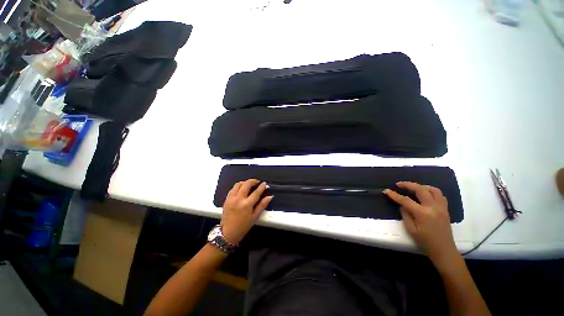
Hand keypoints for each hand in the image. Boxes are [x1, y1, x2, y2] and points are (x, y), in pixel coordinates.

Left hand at [221, 179, 272, 244]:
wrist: (228, 233)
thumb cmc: (243, 226)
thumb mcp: (255, 217)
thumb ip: (262, 205)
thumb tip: (269, 197)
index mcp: (247, 205)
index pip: (256, 192)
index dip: (261, 187)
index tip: (264, 183)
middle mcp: (238, 199)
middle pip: (246, 184)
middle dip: (253, 181)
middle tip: (257, 182)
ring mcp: (231, 198)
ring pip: (238, 184)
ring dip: (245, 182)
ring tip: (249, 184)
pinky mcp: (226, 199)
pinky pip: (232, 189)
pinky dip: (238, 186)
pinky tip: (241, 188)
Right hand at [385, 182, 457, 264]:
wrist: (444, 250)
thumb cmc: (425, 242)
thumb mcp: (411, 230)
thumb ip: (405, 215)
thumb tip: (402, 205)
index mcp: (423, 214)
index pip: (406, 200)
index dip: (395, 195)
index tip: (386, 190)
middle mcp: (433, 207)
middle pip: (421, 190)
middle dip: (408, 185)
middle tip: (399, 184)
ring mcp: (441, 208)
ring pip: (433, 190)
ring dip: (422, 186)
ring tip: (413, 188)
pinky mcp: (445, 210)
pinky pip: (440, 196)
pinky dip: (432, 192)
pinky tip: (426, 195)